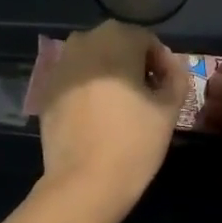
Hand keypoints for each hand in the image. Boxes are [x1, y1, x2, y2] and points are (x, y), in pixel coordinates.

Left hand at [36, 22, 191, 222]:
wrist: (83, 182)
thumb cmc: (134, 143)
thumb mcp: (169, 109)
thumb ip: (176, 77)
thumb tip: (170, 66)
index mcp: (116, 39)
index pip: (146, 40)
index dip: (161, 63)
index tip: (168, 89)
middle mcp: (82, 43)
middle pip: (116, 45)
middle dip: (133, 64)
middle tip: (147, 96)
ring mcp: (59, 66)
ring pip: (91, 60)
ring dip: (108, 74)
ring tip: (121, 105)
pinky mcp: (45, 91)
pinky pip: (73, 80)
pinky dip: (87, 89)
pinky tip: (96, 116)